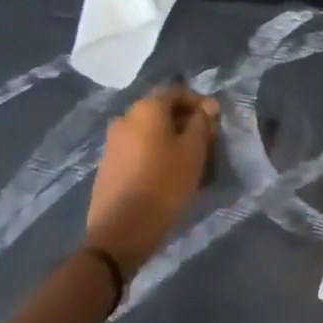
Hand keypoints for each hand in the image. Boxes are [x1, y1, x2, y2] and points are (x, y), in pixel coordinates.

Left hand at [87, 84, 219, 277]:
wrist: (121, 230)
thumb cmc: (164, 183)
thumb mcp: (193, 151)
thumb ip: (202, 123)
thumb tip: (207, 106)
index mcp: (146, 109)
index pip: (176, 91)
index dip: (198, 101)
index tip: (214, 120)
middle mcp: (125, 118)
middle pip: (160, 110)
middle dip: (184, 121)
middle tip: (205, 141)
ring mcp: (113, 142)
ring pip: (148, 131)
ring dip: (169, 138)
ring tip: (188, 160)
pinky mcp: (107, 165)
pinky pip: (137, 149)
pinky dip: (154, 153)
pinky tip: (166, 173)